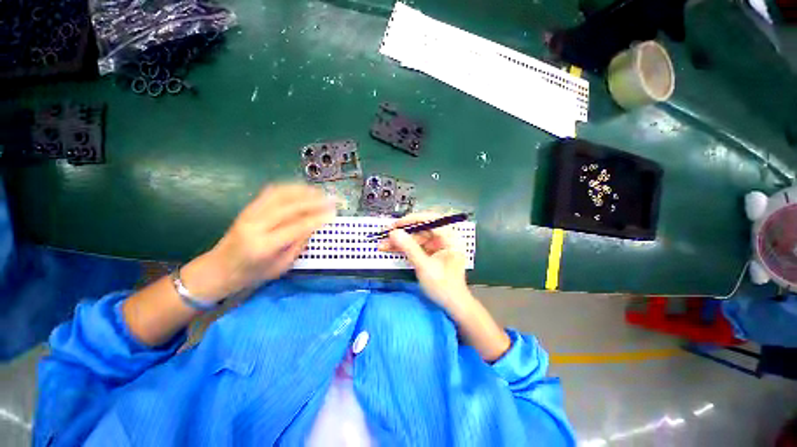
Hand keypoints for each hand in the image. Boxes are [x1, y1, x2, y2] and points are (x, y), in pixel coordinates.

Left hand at [181, 184, 335, 300]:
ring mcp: (249, 213)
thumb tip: (315, 224)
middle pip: (289, 206)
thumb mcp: (282, 266)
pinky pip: (271, 192)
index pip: (296, 227)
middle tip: (331, 199)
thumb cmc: (253, 274)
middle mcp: (255, 225)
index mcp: (264, 245)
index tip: (333, 213)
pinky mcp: (248, 207)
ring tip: (320, 192)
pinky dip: (290, 188)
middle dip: (314, 201)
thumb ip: (299, 244)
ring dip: (303, 191)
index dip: (317, 218)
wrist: (219, 268)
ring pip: (280, 194)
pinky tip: (302, 189)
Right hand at [379, 213, 475, 313]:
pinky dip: (404, 248)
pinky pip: (416, 246)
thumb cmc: (443, 286)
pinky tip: (390, 248)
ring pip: (416, 238)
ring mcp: (437, 246)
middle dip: (403, 233)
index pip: (431, 220)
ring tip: (383, 244)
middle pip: (421, 229)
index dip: (413, 220)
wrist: (452, 305)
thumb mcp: (424, 267)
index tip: (397, 224)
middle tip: (386, 234)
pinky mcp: (431, 253)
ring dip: (400, 241)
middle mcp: (445, 238)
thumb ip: (409, 248)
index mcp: (450, 238)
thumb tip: (394, 232)